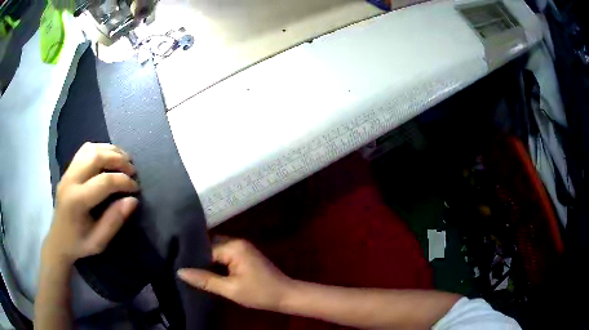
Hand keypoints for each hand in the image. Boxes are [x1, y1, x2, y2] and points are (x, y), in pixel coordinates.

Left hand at [43, 142, 139, 266]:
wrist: (58, 240)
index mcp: (77, 201)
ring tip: (124, 159)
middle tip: (132, 170)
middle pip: (96, 157)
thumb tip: (132, 200)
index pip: (104, 181)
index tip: (136, 188)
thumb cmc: (79, 244)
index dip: (124, 182)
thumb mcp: (99, 242)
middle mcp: (71, 180)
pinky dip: (100, 149)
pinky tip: (108, 157)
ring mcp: (68, 172)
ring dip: (111, 151)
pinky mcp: (68, 169)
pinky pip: (85, 150)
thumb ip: (114, 221)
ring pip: (91, 149)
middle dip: (118, 160)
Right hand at [178, 239, 292, 310]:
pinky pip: (225, 254)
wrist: (286, 295)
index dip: (192, 258)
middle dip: (198, 257)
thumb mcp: (230, 289)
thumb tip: (180, 271)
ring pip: (217, 250)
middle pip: (210, 246)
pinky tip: (207, 271)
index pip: (205, 248)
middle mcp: (237, 242)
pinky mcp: (245, 254)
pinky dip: (216, 262)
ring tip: (190, 269)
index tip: (177, 263)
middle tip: (181, 266)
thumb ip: (205, 280)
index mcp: (233, 247)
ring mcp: (242, 247)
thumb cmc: (259, 293)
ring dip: (207, 260)